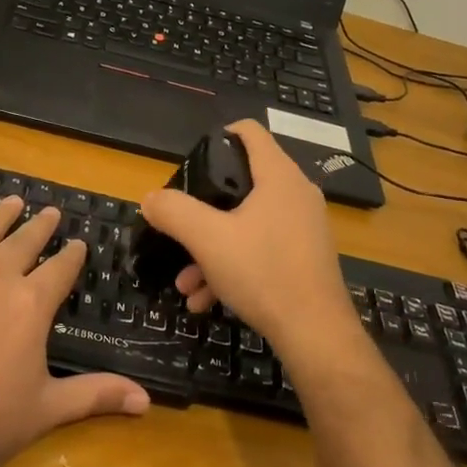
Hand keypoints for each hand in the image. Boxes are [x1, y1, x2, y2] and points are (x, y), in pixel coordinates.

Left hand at [0, 195, 149, 466]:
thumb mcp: (46, 410)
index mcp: (31, 304)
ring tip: (12, 201)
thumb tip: (146, 400)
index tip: (80, 243)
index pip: (60, 268)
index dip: (72, 255)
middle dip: (40, 227)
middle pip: (23, 243)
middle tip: (50, 212)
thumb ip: (95, 395)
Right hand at [138, 121, 359, 366]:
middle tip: (181, 226)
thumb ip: (174, 212)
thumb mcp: (207, 239)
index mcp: (278, 176)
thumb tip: (151, 199)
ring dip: (211, 249)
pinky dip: (232, 267)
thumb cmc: (263, 272)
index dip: (220, 135)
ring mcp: (304, 227)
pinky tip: (206, 300)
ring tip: (186, 283)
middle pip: (242, 183)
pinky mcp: (305, 257)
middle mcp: (296, 194)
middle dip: (204, 210)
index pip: (249, 132)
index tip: (194, 159)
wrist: (315, 334)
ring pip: (247, 224)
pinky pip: (261, 249)